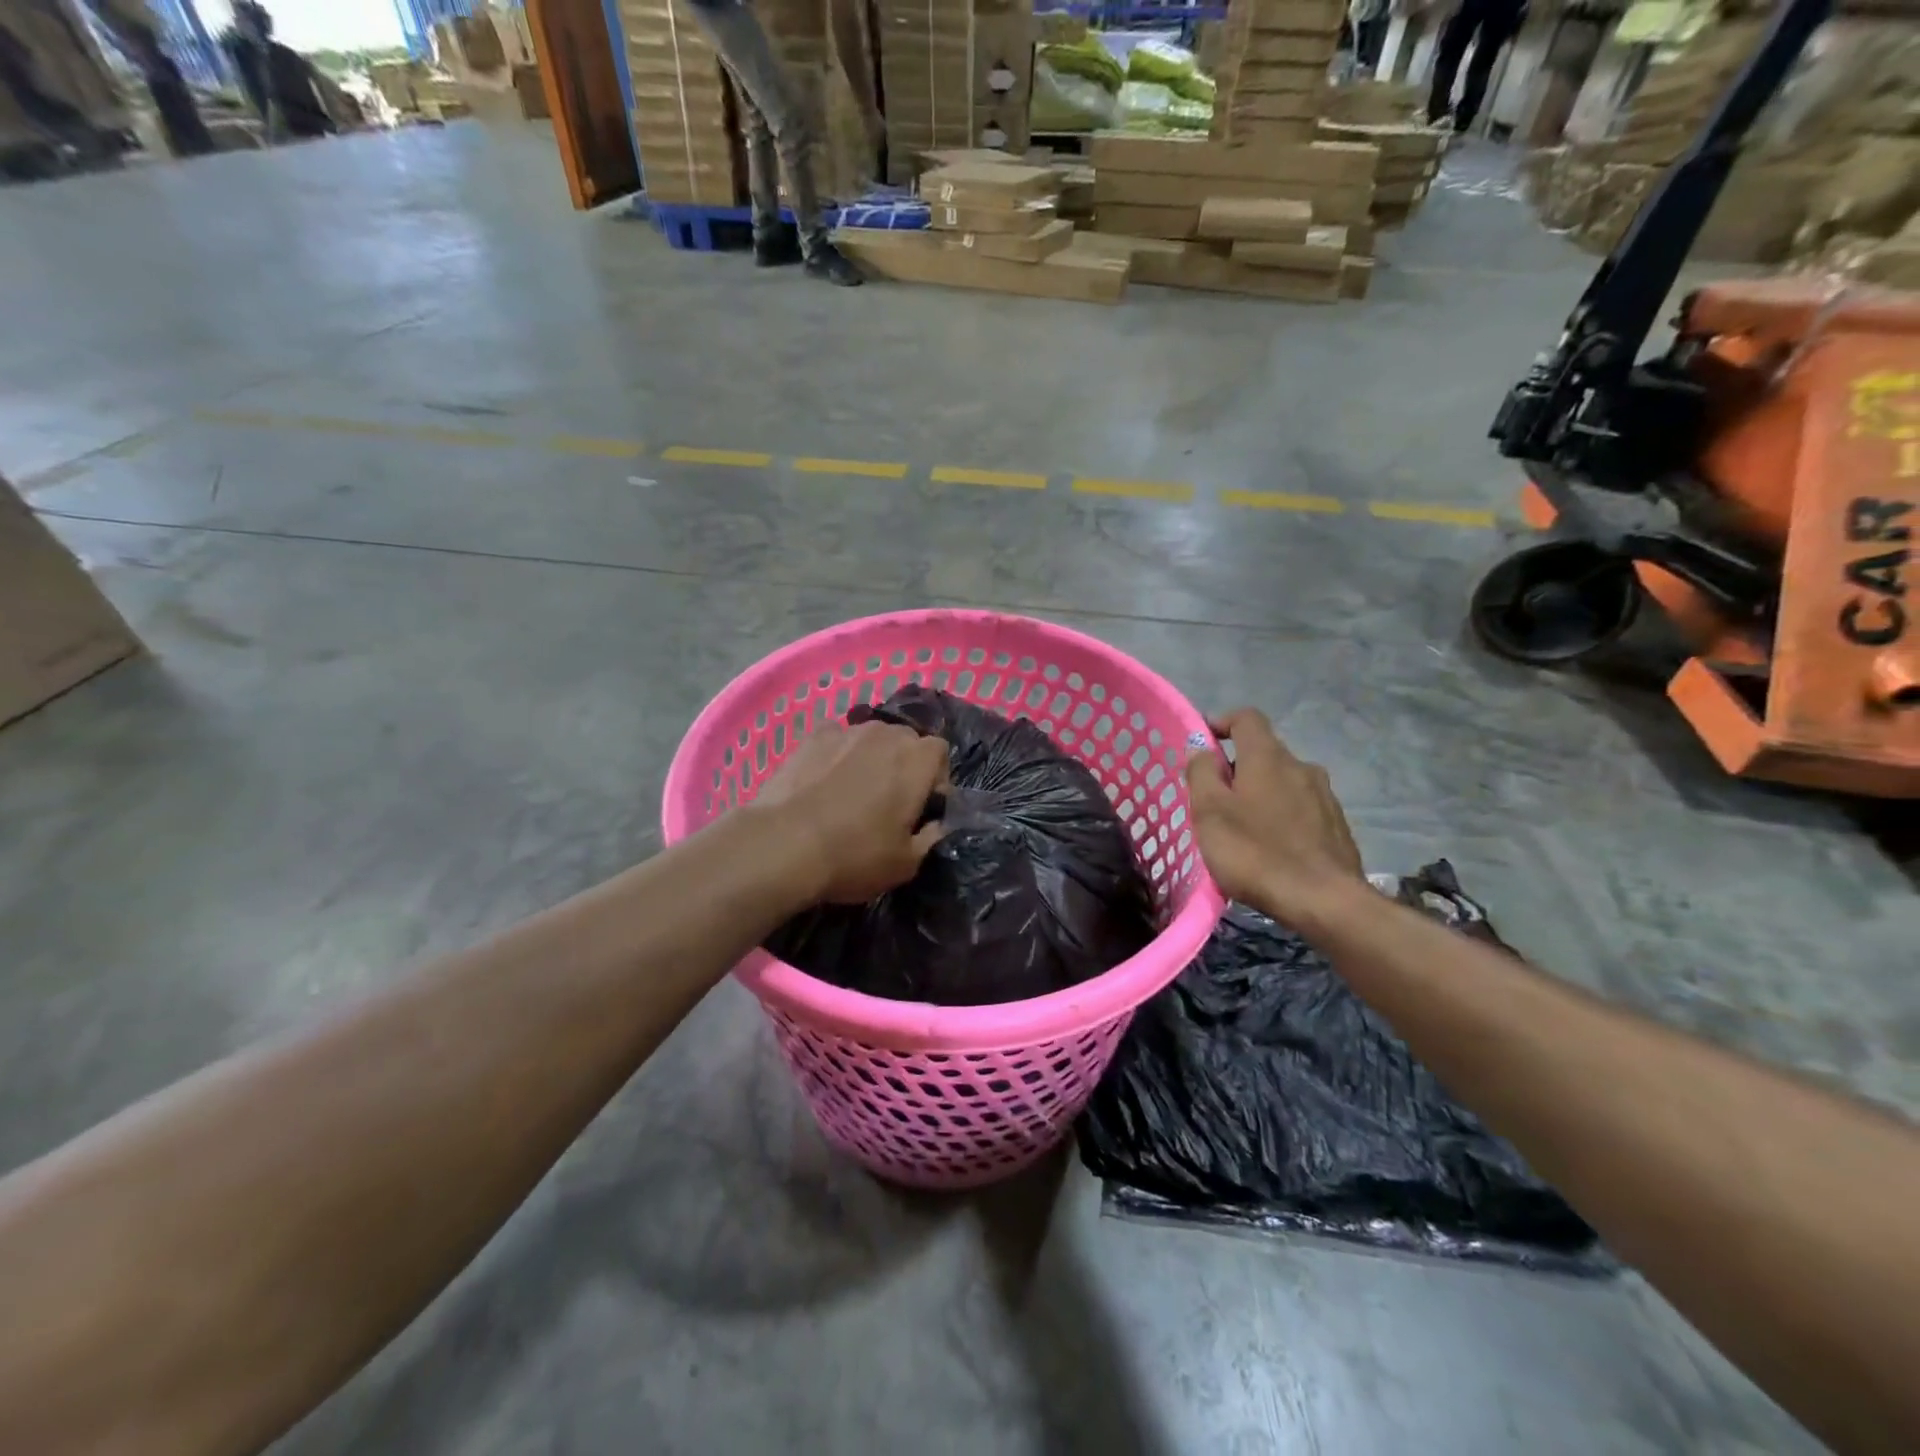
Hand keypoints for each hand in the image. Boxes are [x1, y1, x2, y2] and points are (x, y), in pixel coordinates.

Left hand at [752, 721, 950, 903]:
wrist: (785, 844)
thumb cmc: (856, 855)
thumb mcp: (907, 864)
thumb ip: (930, 838)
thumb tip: (936, 825)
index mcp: (918, 760)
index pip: (940, 752)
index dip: (935, 778)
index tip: (922, 807)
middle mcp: (887, 734)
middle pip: (906, 741)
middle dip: (903, 765)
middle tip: (889, 801)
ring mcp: (847, 731)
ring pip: (870, 738)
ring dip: (870, 758)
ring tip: (852, 790)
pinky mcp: (811, 737)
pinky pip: (835, 739)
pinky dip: (836, 754)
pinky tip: (823, 780)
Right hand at [1185, 708, 1365, 929]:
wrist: (1325, 902)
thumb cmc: (1256, 853)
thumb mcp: (1210, 812)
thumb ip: (1201, 772)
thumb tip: (1200, 745)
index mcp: (1268, 757)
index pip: (1246, 718)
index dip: (1221, 723)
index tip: (1202, 745)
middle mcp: (1301, 766)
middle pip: (1264, 752)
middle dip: (1237, 768)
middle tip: (1214, 800)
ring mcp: (1325, 796)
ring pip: (1283, 782)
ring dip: (1260, 794)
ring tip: (1242, 828)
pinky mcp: (1337, 825)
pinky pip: (1301, 808)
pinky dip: (1281, 816)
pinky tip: (1271, 848)